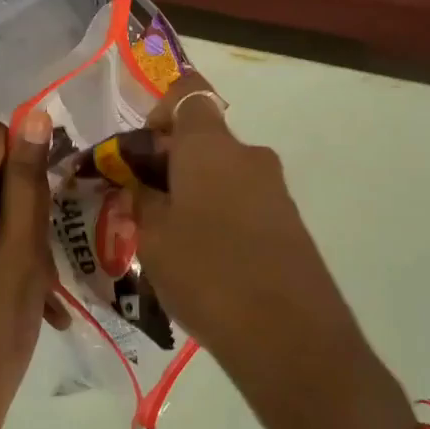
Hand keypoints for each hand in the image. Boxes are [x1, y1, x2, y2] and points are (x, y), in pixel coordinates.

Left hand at [0, 109, 55, 428]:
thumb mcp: (22, 254)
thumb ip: (27, 184)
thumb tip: (31, 116)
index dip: (27, 152)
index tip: (55, 194)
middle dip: (28, 201)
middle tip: (54, 249)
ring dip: (24, 237)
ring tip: (48, 285)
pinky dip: (7, 259)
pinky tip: (34, 300)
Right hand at [130, 77, 416, 428]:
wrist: (289, 335)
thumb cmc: (207, 273)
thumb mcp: (153, 237)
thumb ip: (142, 200)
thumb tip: (142, 185)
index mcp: (210, 146)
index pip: (188, 93)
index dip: (160, 109)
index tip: (141, 150)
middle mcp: (248, 155)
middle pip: (203, 138)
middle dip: (168, 162)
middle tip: (140, 204)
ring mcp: (274, 189)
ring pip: (222, 173)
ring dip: (192, 191)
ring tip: (168, 240)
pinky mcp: (289, 221)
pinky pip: (243, 201)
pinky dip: (218, 214)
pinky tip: (203, 260)